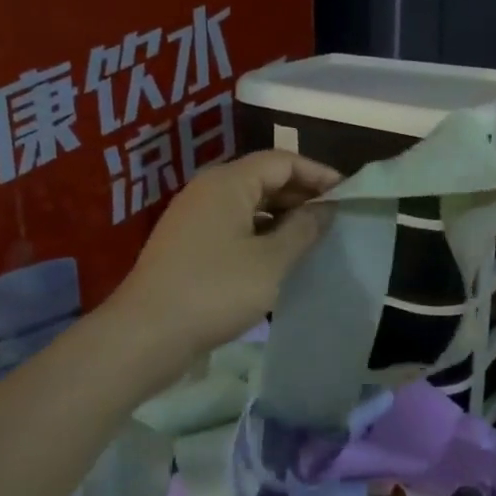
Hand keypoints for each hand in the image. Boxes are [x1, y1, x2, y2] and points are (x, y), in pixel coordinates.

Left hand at [110, 149, 339, 360]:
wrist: (146, 335)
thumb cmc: (215, 291)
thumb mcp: (271, 261)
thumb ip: (304, 229)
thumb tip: (326, 208)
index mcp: (228, 182)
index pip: (282, 160)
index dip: (318, 174)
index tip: (348, 195)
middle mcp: (208, 191)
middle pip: (264, 178)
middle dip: (302, 195)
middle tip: (335, 220)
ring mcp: (195, 218)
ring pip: (249, 205)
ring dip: (283, 217)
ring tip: (313, 240)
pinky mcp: (189, 245)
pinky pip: (234, 227)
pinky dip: (261, 234)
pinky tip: (279, 259)